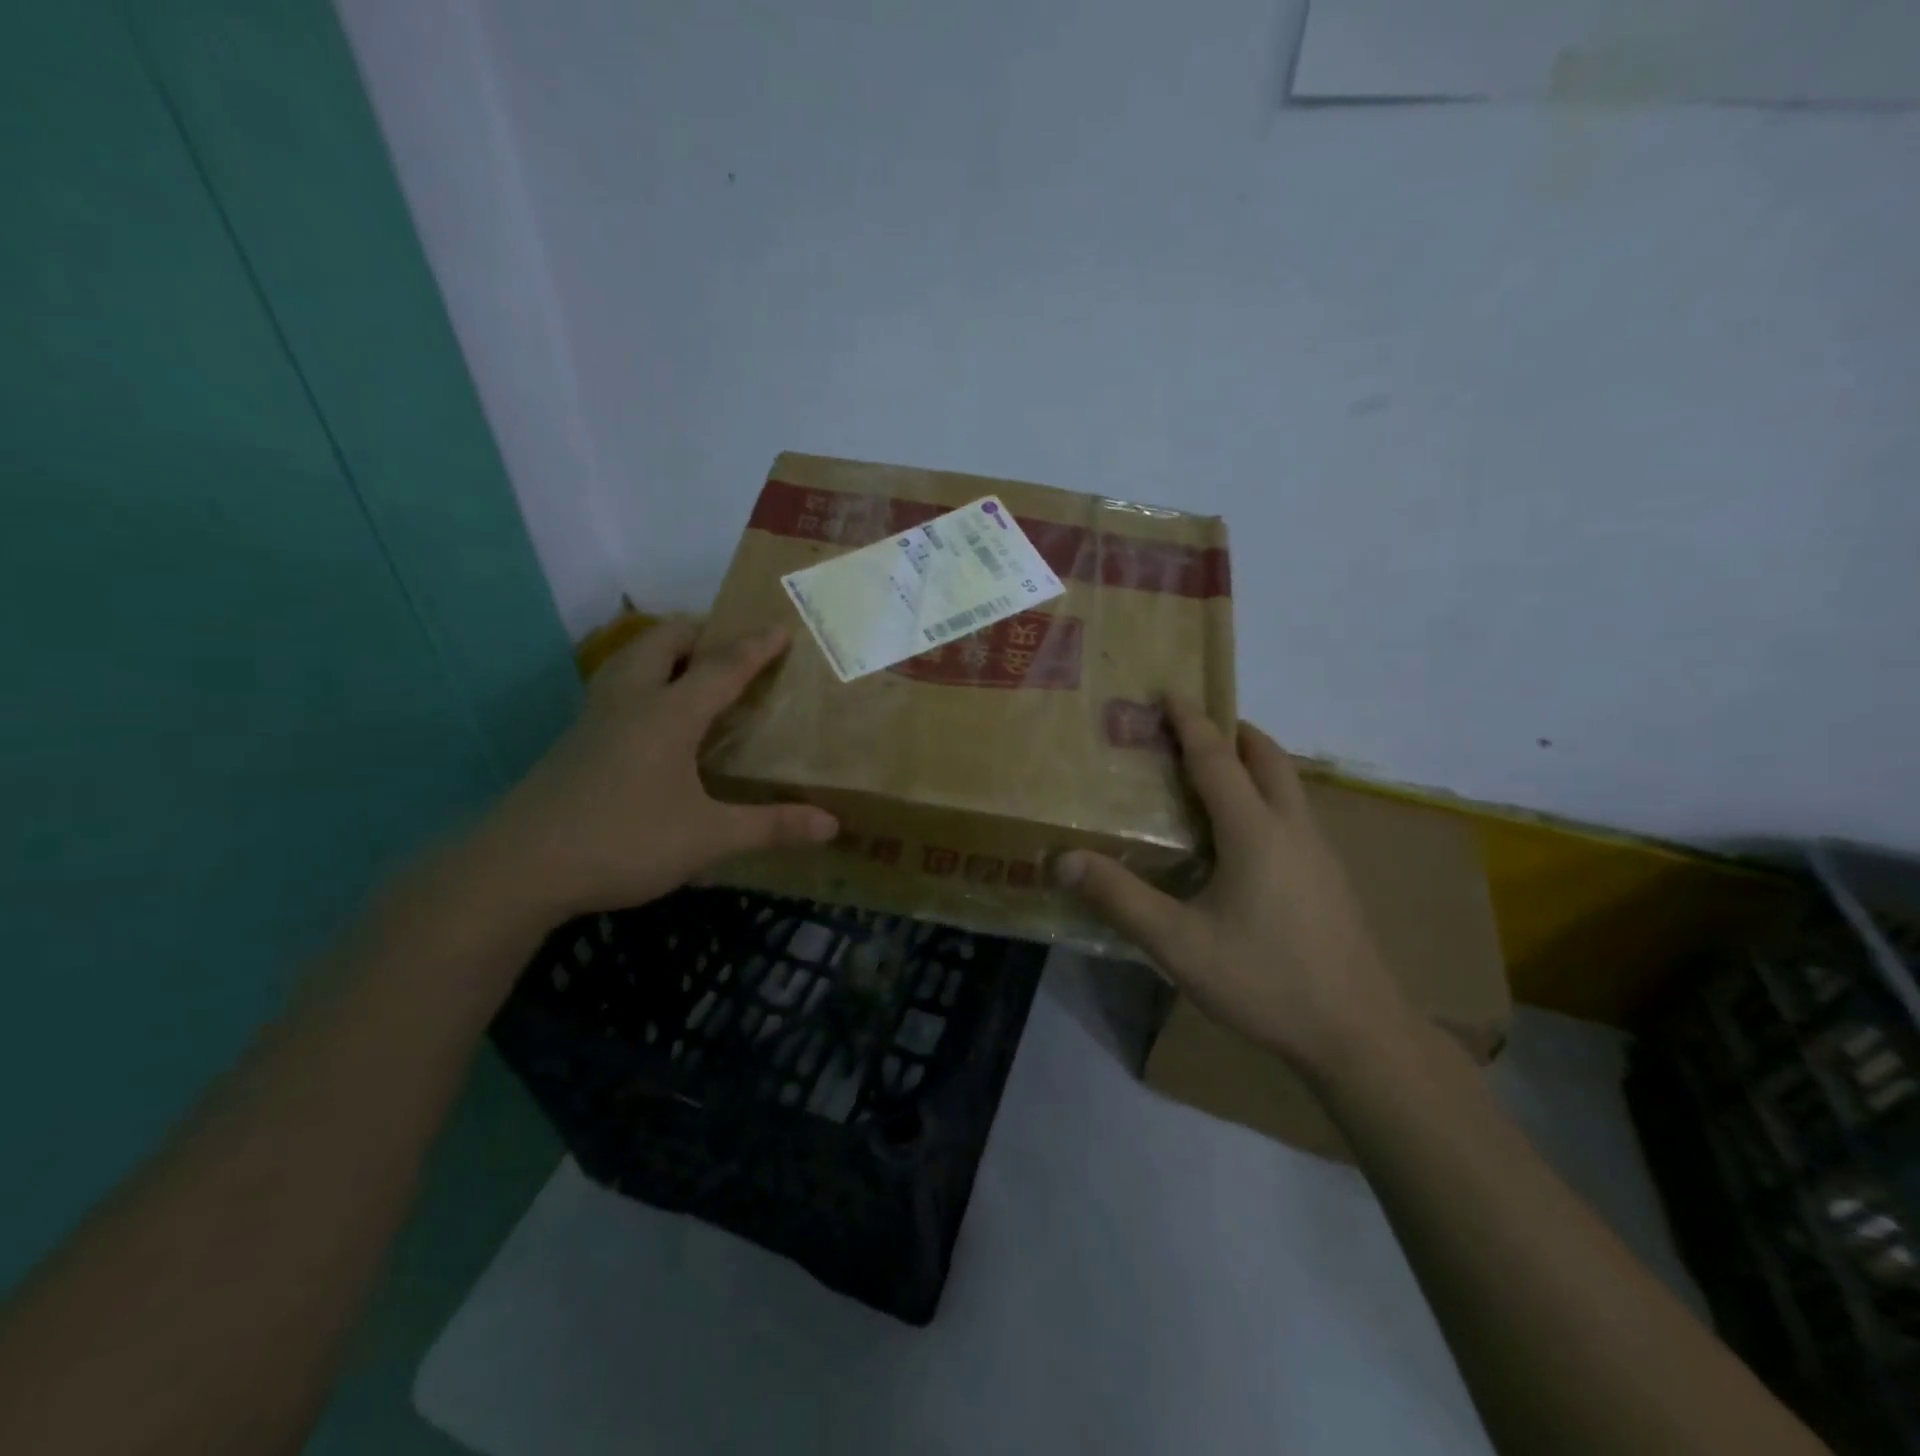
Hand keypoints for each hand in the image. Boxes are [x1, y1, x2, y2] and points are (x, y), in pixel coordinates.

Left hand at [468, 622, 837, 922]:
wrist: (519, 869)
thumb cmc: (624, 841)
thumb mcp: (708, 838)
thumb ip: (770, 827)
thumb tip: (831, 825)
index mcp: (668, 714)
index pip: (722, 667)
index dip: (755, 647)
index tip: (780, 627)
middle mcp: (630, 702)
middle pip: (663, 643)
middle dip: (699, 632)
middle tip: (729, 644)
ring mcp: (594, 719)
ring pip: (630, 660)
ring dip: (663, 651)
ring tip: (691, 669)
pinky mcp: (573, 742)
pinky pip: (615, 688)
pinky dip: (642, 680)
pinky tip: (650, 717)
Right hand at [1056, 700, 1403, 1072]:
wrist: (1358, 1033)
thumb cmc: (1265, 980)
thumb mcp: (1178, 944)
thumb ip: (1120, 898)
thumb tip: (1062, 860)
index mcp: (1254, 831)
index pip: (1217, 759)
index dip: (1191, 722)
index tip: (1170, 692)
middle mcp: (1293, 827)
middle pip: (1267, 757)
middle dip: (1232, 731)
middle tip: (1193, 728)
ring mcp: (1320, 852)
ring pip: (1288, 784)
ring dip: (1254, 762)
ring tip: (1215, 773)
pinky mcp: (1331, 877)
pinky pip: (1295, 812)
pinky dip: (1268, 795)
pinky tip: (1246, 836)